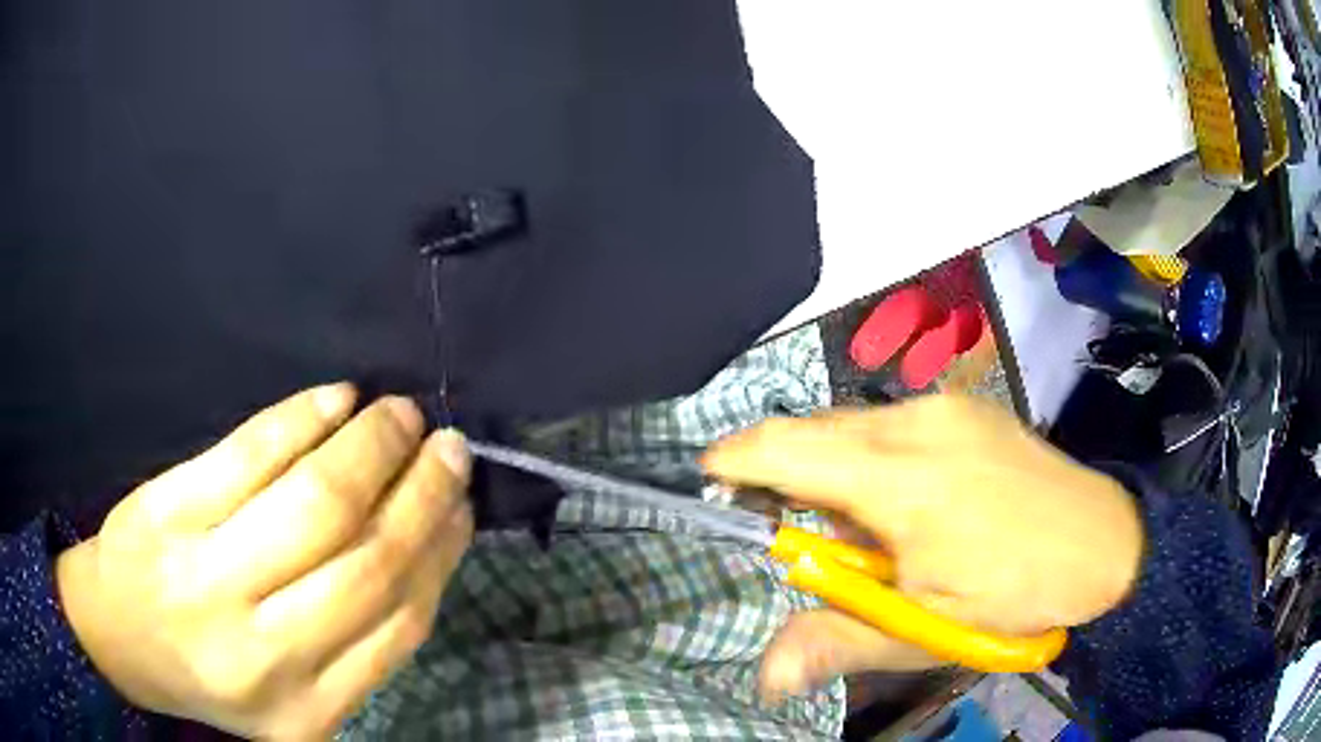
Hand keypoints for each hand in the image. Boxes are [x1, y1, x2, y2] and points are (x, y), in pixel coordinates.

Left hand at [56, 385, 472, 738]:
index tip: (464, 506)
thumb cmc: (214, 668)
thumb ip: (361, 636)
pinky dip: (302, 418)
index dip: (439, 554)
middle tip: (448, 446)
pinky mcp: (169, 512)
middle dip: (419, 493)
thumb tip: (430, 541)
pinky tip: (336, 398)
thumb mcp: (296, 689)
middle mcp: (260, 652)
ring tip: (400, 415)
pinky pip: (249, 454)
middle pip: (364, 560)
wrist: (120, 635)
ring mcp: (206, 578)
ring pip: (313, 501)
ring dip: (370, 446)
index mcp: (306, 708)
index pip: (398, 623)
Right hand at [702, 394, 1141, 697]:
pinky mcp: (967, 407)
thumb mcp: (925, 630)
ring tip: (868, 533)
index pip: (788, 449)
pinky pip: (892, 423)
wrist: (1106, 542)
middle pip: (815, 431)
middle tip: (800, 536)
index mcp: (900, 478)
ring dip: (834, 471)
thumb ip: (838, 642)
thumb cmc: (1015, 593)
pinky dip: (871, 458)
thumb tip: (765, 676)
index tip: (709, 478)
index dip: (736, 459)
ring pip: (854, 426)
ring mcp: (946, 407)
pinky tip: (908, 502)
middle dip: (783, 473)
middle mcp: (916, 422)